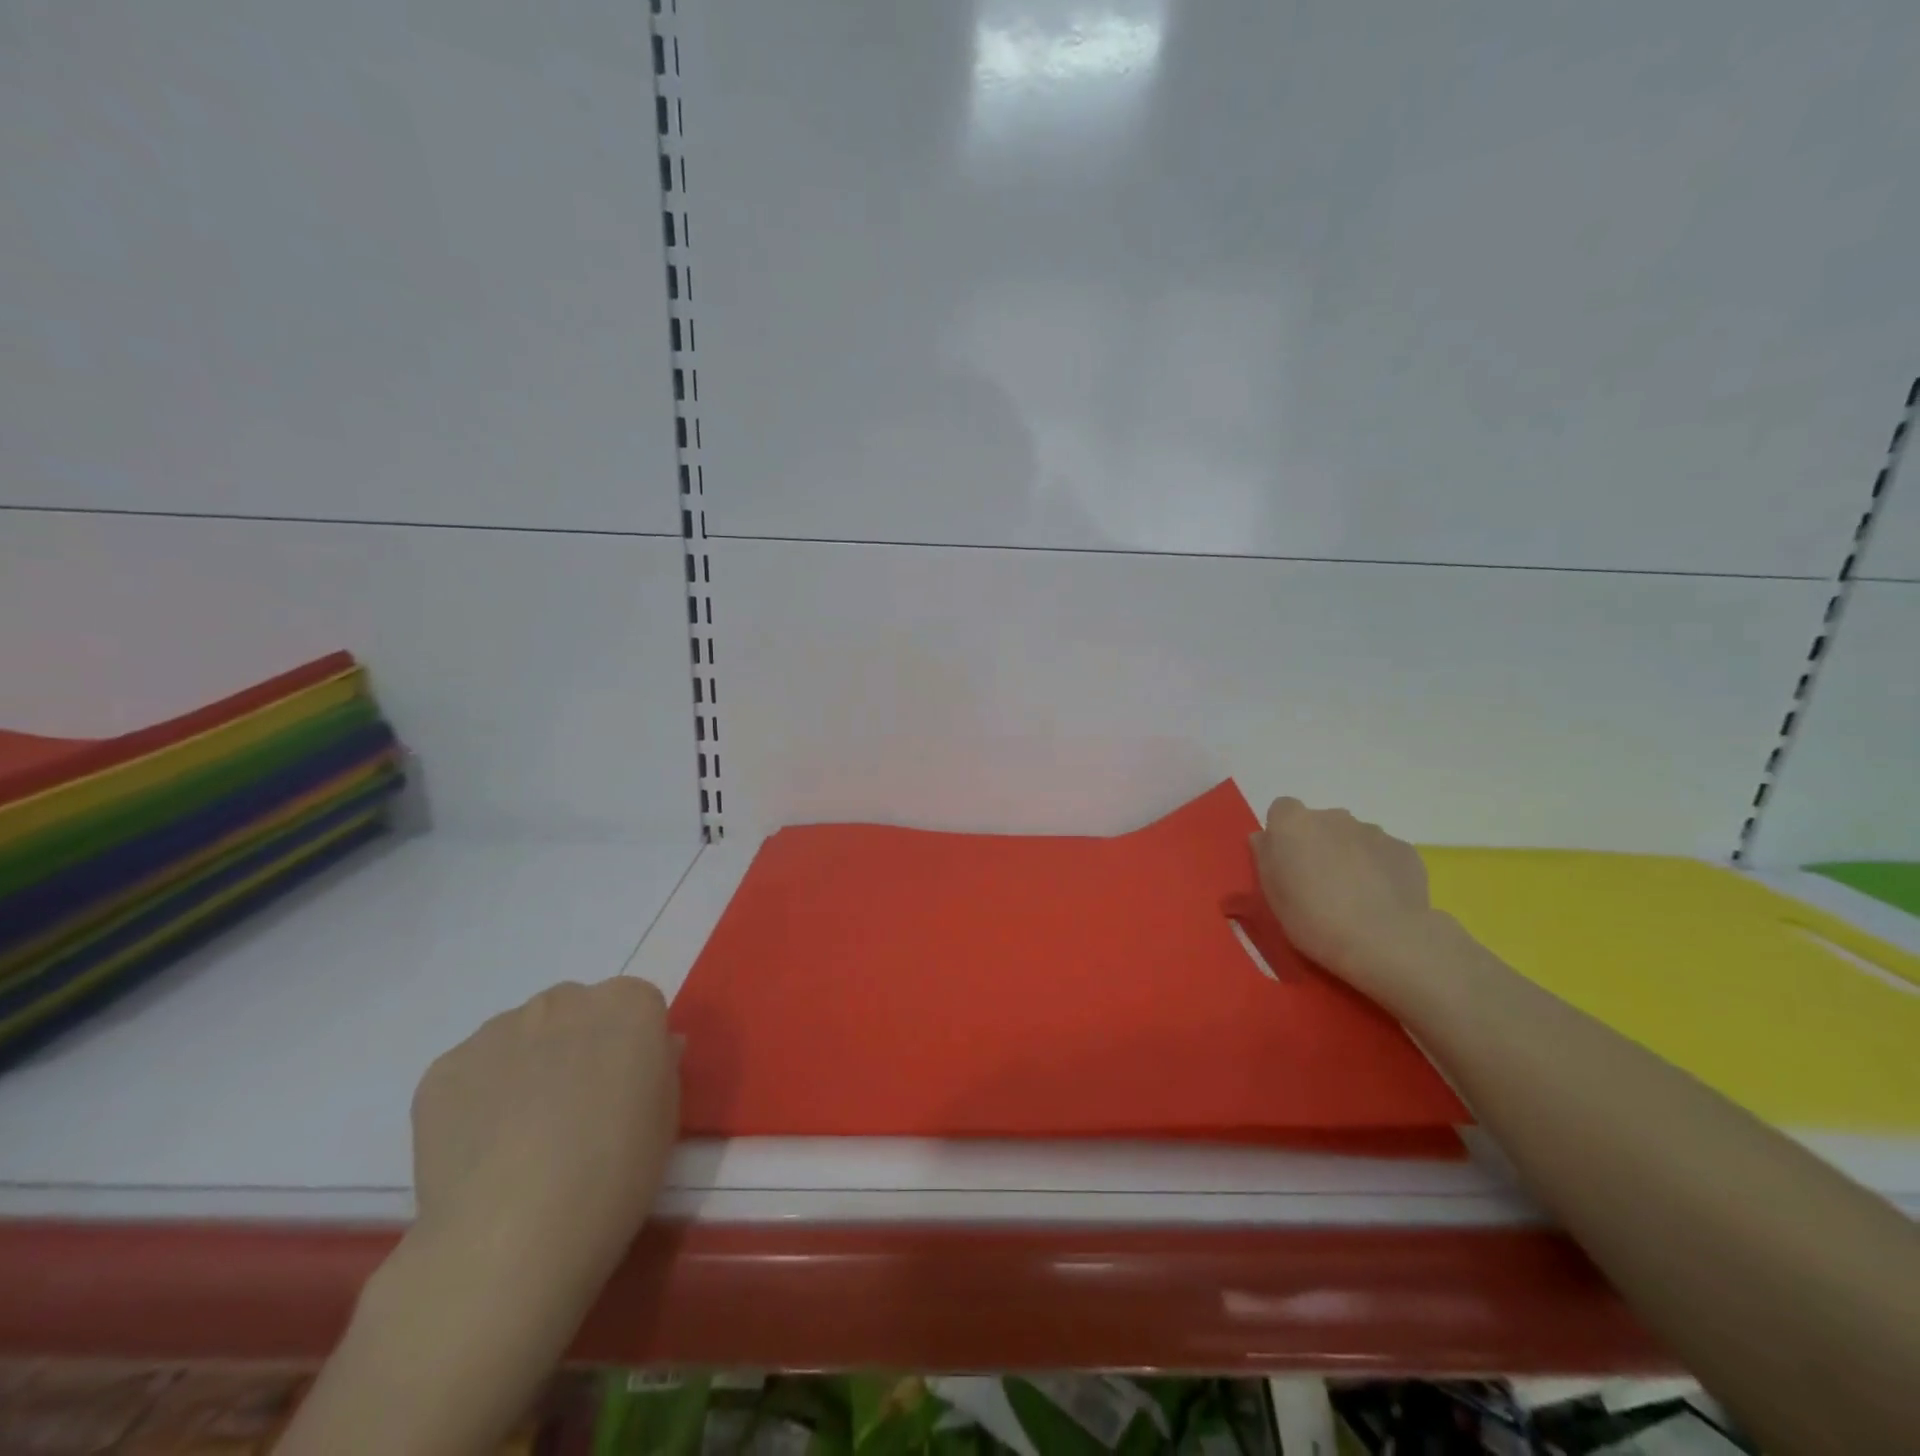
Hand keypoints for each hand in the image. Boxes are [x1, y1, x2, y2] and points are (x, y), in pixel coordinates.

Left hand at [409, 977, 679, 1311]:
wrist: (512, 1240)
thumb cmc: (615, 1174)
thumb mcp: (666, 1118)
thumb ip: (659, 1066)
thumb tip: (649, 1050)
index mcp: (629, 1004)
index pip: (636, 1005)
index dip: (632, 1046)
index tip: (626, 1088)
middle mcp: (565, 999)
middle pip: (576, 1010)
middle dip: (578, 1045)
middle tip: (575, 1109)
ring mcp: (498, 1029)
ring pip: (522, 1035)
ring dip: (528, 1065)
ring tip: (522, 1136)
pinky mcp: (444, 1068)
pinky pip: (472, 1070)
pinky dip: (479, 1096)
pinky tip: (483, 1149)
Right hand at [1251, 797, 1442, 1014]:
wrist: (1384, 940)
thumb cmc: (1313, 919)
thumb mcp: (1271, 893)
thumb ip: (1266, 857)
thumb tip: (1267, 838)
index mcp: (1293, 824)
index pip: (1282, 809)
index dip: (1283, 834)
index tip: (1286, 862)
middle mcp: (1333, 816)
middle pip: (1320, 822)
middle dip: (1319, 844)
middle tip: (1320, 883)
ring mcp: (1372, 831)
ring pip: (1353, 837)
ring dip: (1350, 855)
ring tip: (1355, 896)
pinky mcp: (1404, 849)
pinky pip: (1383, 853)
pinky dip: (1380, 869)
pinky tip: (1381, 900)